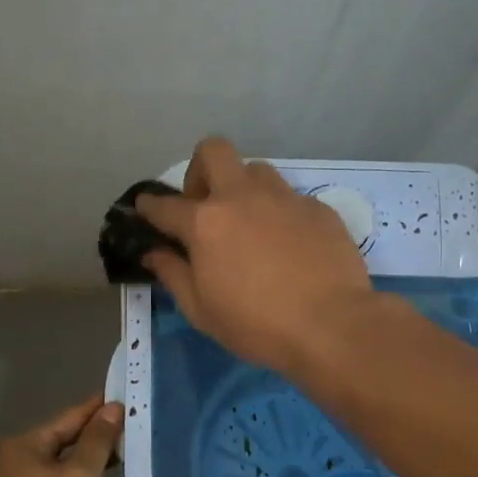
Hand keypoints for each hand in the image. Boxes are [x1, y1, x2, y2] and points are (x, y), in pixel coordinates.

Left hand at [0, 395, 123, 476]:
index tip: (127, 396)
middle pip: (65, 441)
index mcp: (27, 444)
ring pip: (63, 469)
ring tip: (124, 465)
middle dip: (98, 439)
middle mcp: (18, 461)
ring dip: (90, 468)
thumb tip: (111, 408)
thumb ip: (97, 442)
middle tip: (134, 432)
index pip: (71, 415)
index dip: (99, 407)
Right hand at [136, 136, 374, 373]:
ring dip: (243, 189)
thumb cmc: (257, 325)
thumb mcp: (201, 310)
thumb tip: (153, 253)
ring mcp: (284, 198)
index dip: (149, 205)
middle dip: (200, 169)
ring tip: (249, 224)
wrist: (332, 325)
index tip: (145, 207)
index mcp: (206, 222)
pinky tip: (289, 247)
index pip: (165, 204)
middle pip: (213, 151)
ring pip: (256, 170)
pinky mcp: (318, 208)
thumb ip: (173, 274)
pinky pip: (291, 199)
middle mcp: (242, 197)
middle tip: (204, 205)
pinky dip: (280, 215)